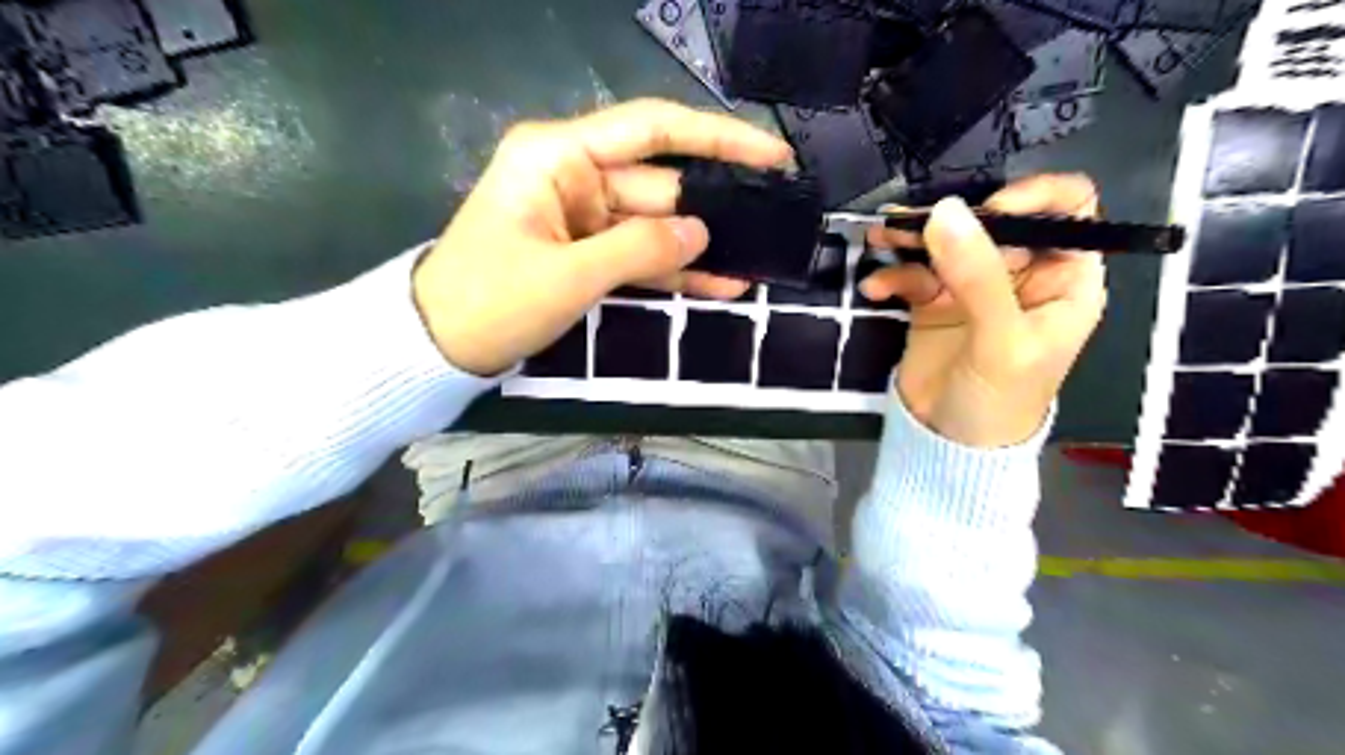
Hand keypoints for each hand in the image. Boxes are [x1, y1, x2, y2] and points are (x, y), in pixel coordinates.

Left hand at [416, 97, 789, 374]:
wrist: (439, 346)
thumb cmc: (491, 301)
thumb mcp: (569, 276)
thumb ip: (641, 249)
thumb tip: (702, 232)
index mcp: (560, 156)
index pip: (653, 129)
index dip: (717, 138)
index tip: (770, 155)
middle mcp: (574, 174)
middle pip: (660, 182)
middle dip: (715, 204)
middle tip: (774, 223)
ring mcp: (582, 216)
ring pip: (656, 223)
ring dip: (700, 246)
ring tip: (759, 259)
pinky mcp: (586, 251)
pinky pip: (639, 254)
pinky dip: (674, 271)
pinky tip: (721, 284)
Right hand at [868, 176, 1107, 447]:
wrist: (950, 445)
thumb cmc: (1000, 399)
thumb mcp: (1000, 340)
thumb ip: (977, 276)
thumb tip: (944, 211)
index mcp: (1063, 278)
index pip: (1068, 211)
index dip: (1035, 197)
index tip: (989, 210)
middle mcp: (1021, 274)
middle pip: (993, 221)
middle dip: (952, 219)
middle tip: (911, 223)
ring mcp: (973, 286)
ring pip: (947, 241)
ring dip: (912, 237)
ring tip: (880, 236)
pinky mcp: (934, 301)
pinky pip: (913, 274)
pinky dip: (892, 276)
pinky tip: (875, 289)